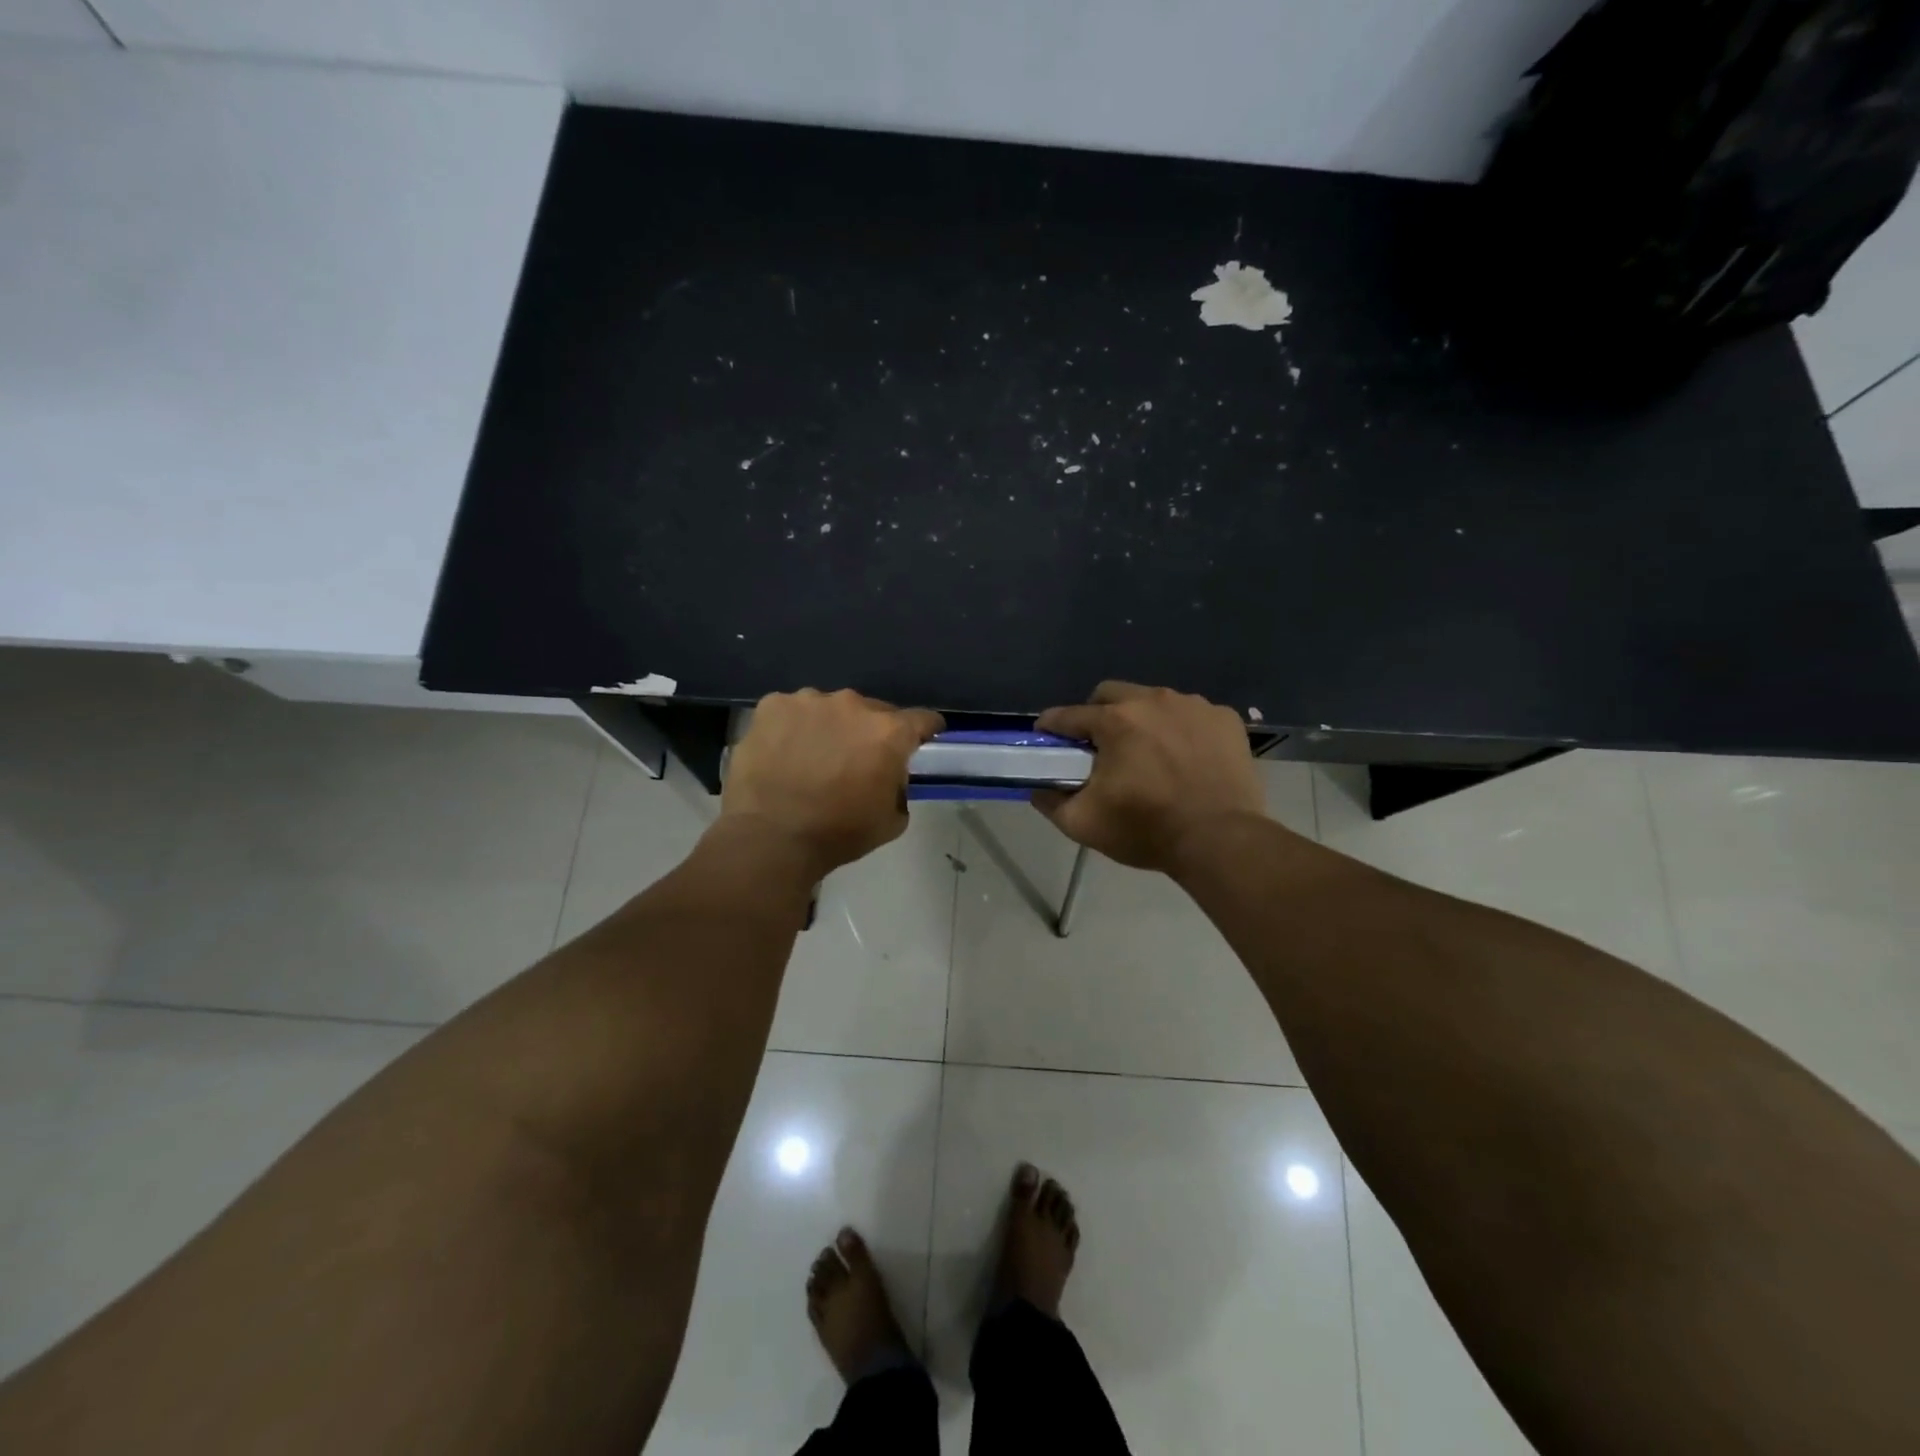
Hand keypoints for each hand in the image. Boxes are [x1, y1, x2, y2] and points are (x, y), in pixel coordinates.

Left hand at [723, 689, 944, 874]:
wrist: (770, 837)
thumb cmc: (837, 833)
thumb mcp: (891, 821)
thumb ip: (899, 787)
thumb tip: (890, 776)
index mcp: (888, 732)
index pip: (922, 719)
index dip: (925, 730)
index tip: (922, 739)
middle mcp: (853, 705)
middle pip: (873, 711)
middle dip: (870, 732)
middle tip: (856, 759)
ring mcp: (809, 701)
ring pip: (830, 709)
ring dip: (830, 727)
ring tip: (813, 757)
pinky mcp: (772, 705)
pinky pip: (792, 712)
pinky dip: (792, 727)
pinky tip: (782, 753)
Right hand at [1033, 682, 1264, 871]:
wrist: (1220, 840)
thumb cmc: (1147, 829)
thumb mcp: (1083, 824)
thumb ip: (1051, 801)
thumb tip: (1038, 789)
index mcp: (1114, 720)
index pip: (1068, 715)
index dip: (1051, 727)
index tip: (1046, 738)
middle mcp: (1152, 700)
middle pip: (1110, 695)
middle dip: (1097, 715)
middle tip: (1099, 747)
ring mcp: (1193, 705)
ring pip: (1153, 701)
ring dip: (1142, 721)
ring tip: (1148, 755)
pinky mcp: (1225, 718)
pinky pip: (1191, 715)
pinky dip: (1181, 730)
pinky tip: (1185, 758)